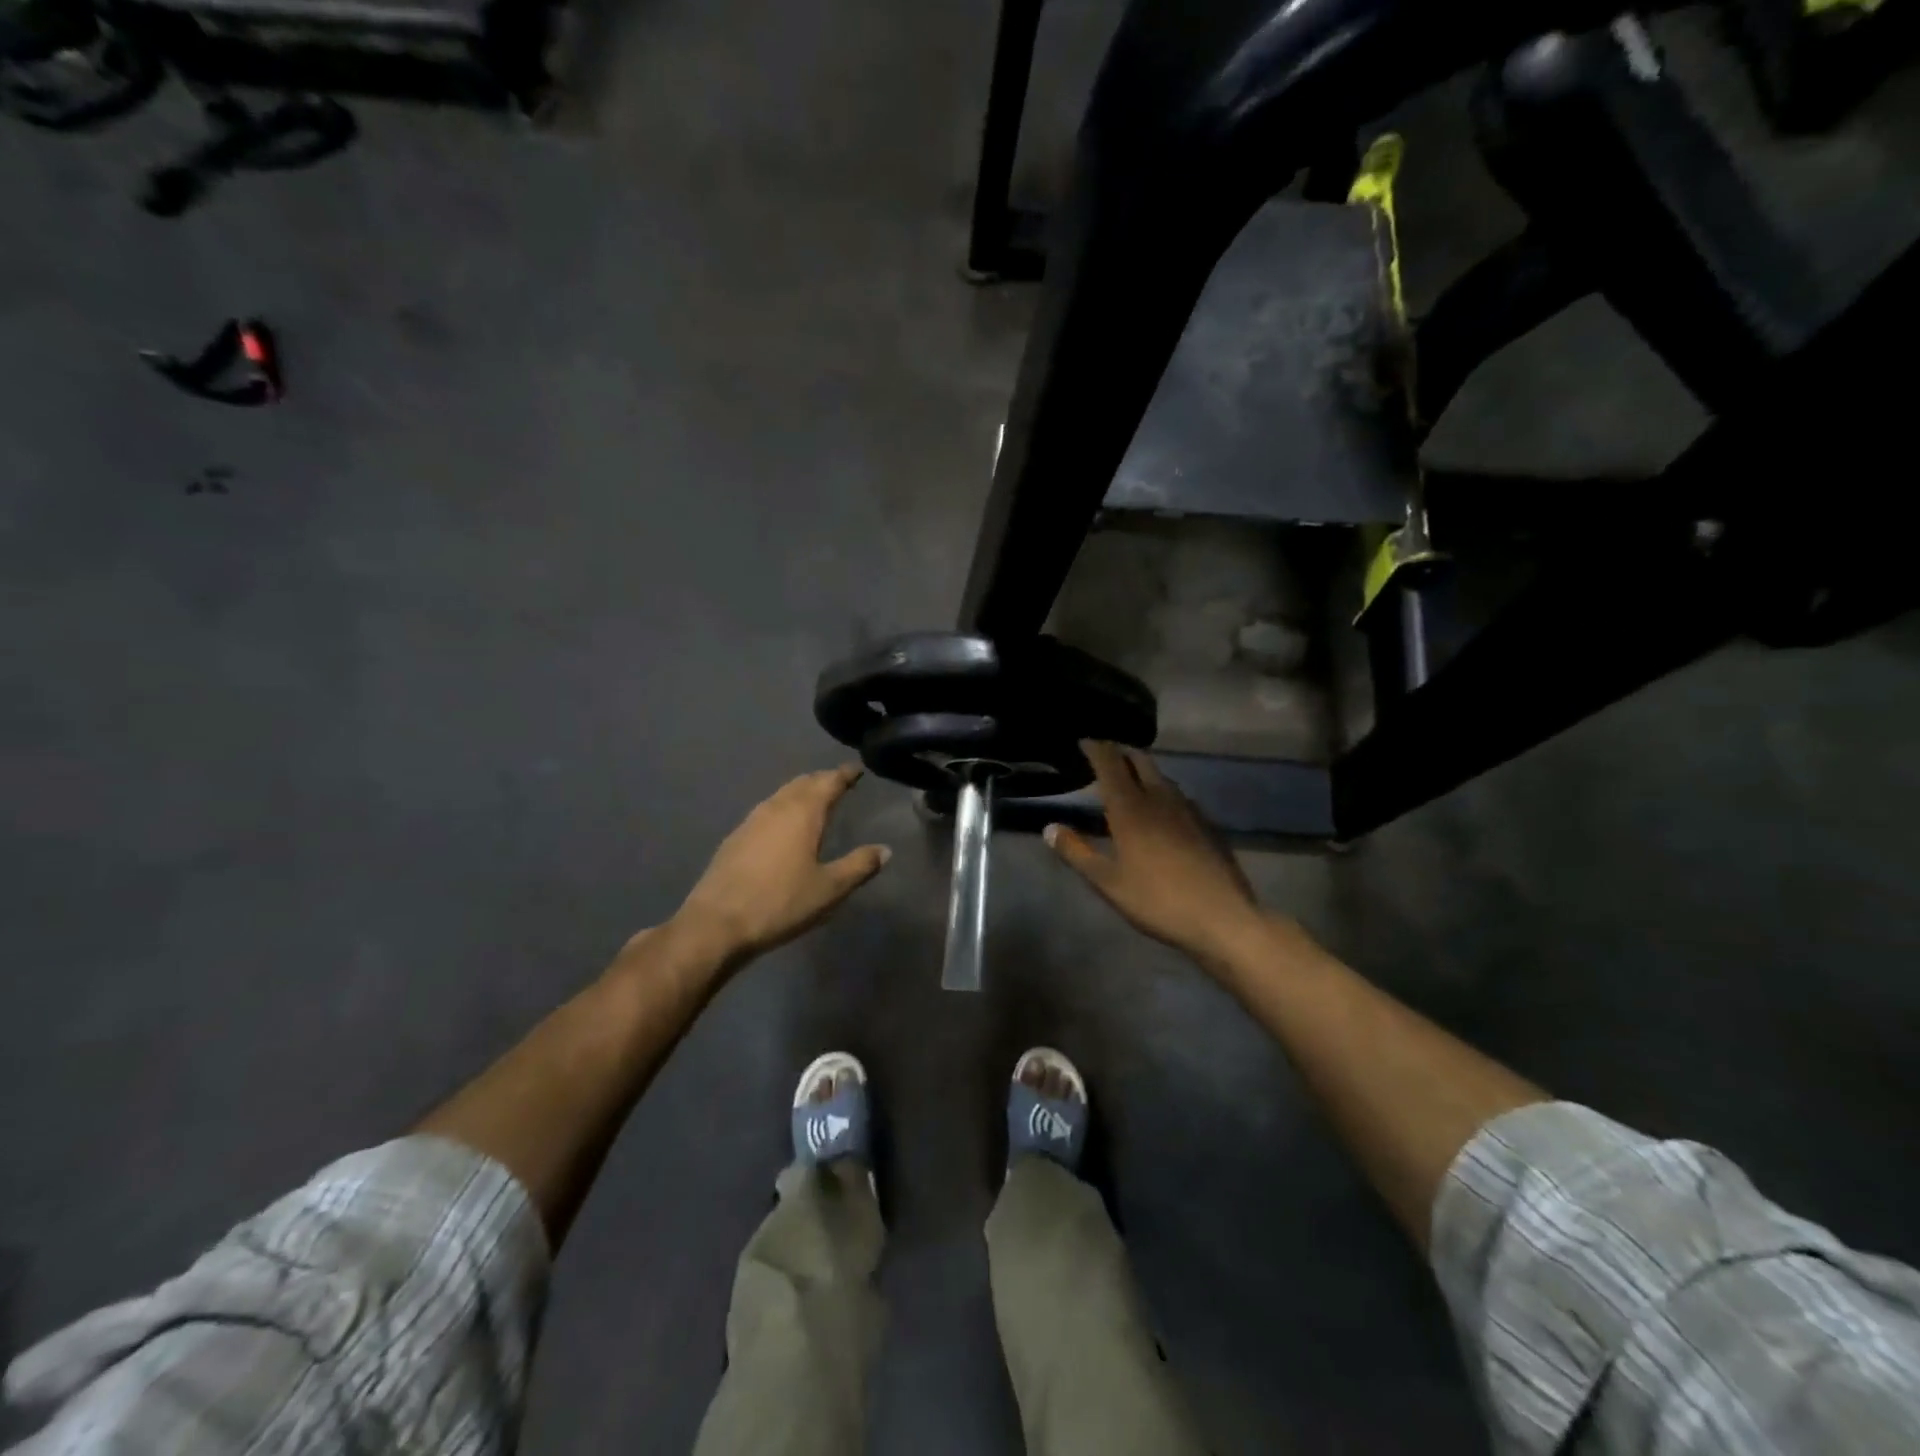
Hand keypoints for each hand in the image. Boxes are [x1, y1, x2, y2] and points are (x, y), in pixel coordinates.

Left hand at [673, 766, 890, 966]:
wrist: (716, 924)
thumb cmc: (780, 903)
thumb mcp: (829, 889)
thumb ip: (859, 866)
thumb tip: (884, 850)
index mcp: (803, 813)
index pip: (829, 782)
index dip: (845, 774)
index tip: (857, 768)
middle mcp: (776, 808)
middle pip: (803, 783)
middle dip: (822, 779)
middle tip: (839, 782)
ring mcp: (751, 821)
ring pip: (781, 795)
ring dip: (800, 792)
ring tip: (814, 799)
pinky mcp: (735, 838)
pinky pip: (766, 811)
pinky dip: (782, 808)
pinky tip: (783, 826)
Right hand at [1046, 742, 1265, 965]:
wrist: (1222, 917)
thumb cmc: (1157, 900)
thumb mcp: (1107, 882)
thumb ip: (1076, 852)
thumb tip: (1050, 828)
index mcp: (1131, 808)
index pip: (1110, 764)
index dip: (1096, 748)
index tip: (1083, 740)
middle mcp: (1160, 799)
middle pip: (1140, 761)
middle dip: (1121, 751)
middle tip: (1104, 753)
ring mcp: (1188, 810)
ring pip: (1162, 777)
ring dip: (1143, 770)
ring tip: (1129, 778)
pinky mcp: (1207, 825)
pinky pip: (1179, 796)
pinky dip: (1162, 791)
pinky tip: (1161, 810)